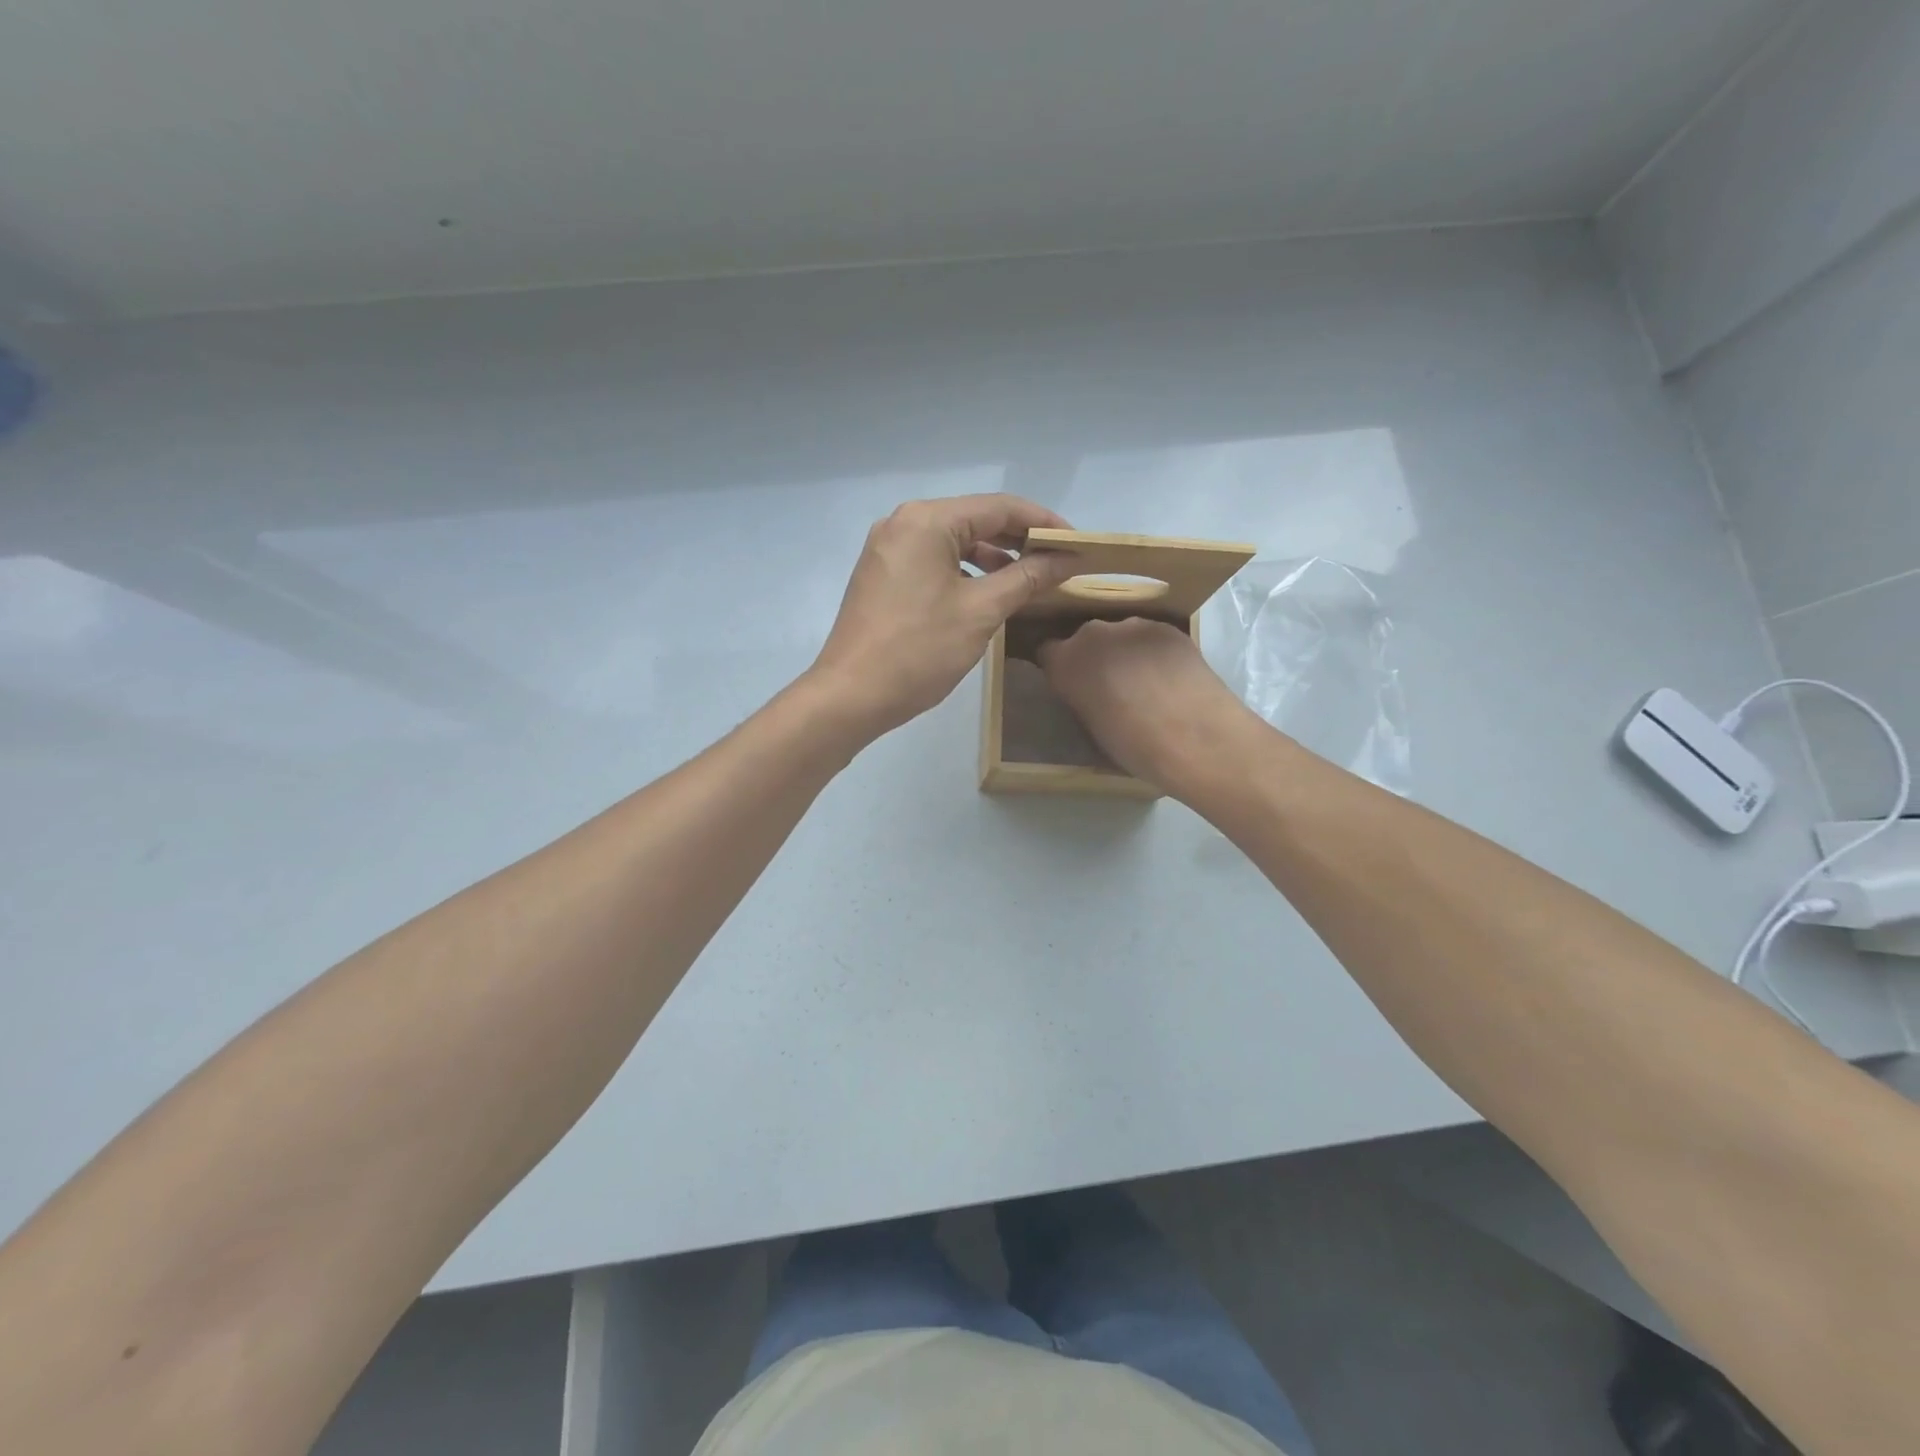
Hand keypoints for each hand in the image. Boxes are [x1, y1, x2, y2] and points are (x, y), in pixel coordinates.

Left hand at [810, 494, 1082, 739]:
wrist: (850, 695)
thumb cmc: (919, 651)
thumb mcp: (981, 612)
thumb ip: (1026, 578)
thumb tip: (1066, 559)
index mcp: (927, 520)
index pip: (999, 507)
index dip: (1043, 523)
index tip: (1077, 544)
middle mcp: (903, 523)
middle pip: (975, 519)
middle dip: (1018, 540)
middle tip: (1058, 562)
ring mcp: (888, 548)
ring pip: (953, 542)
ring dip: (992, 557)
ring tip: (1029, 580)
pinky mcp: (882, 574)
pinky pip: (933, 561)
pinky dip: (964, 572)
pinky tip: (987, 593)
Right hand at [1038, 618, 1262, 791]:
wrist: (1196, 737)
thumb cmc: (1134, 746)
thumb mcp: (1091, 727)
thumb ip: (1082, 699)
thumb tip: (1090, 694)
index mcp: (1065, 662)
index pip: (1047, 652)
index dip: (1060, 668)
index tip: (1072, 686)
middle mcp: (1093, 634)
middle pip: (1085, 639)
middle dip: (1094, 658)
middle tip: (1111, 688)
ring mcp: (1133, 625)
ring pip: (1121, 636)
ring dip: (1126, 653)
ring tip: (1147, 683)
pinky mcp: (1168, 627)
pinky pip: (1150, 637)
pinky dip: (1154, 652)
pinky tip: (1171, 677)